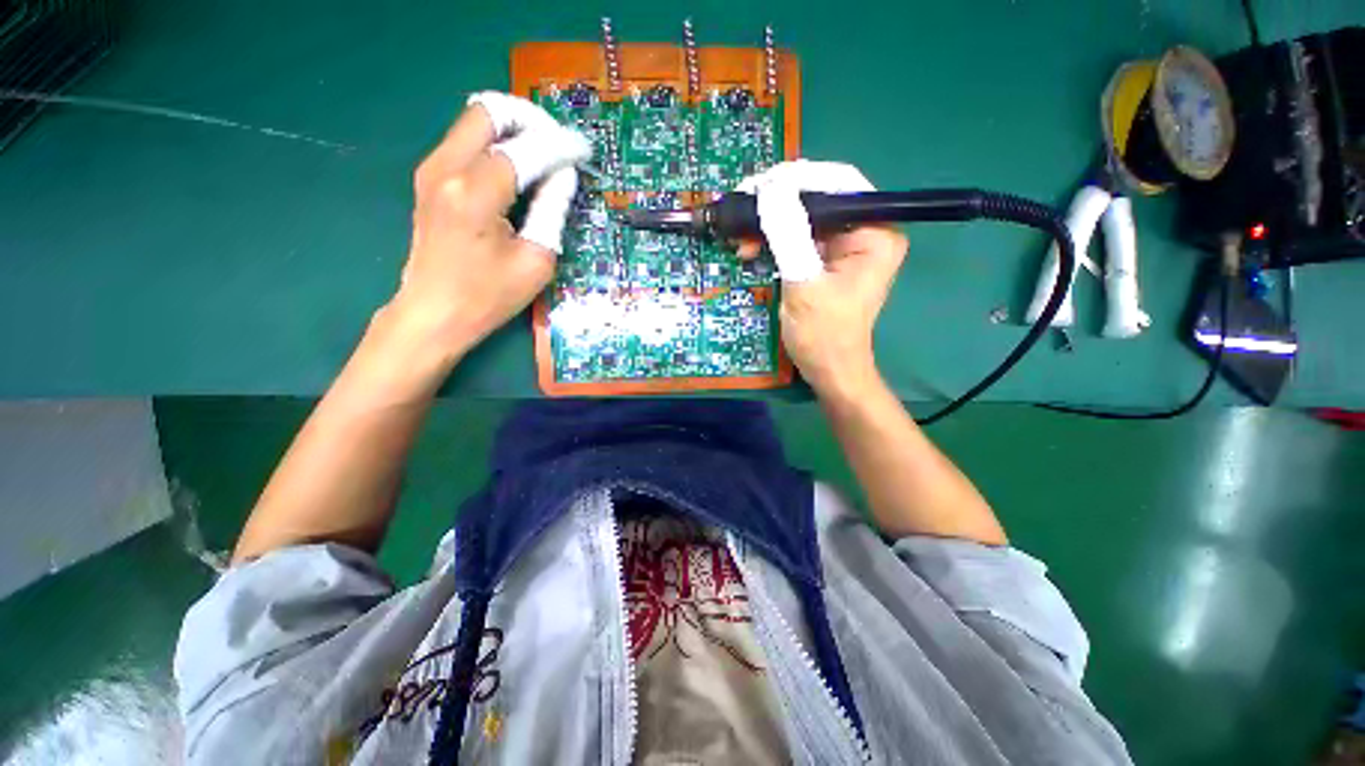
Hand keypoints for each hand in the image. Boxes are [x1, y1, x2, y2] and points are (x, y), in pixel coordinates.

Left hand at [380, 92, 589, 363]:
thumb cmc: (488, 296)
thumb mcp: (535, 260)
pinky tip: (516, 170)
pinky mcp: (429, 179)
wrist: (433, 314)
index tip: (583, 151)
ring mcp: (432, 170)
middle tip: (558, 145)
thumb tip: (564, 174)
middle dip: (530, 120)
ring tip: (542, 155)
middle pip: (489, 112)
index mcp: (476, 193)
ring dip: (512, 129)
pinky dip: (494, 143)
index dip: (560, 146)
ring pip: (474, 121)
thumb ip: (552, 210)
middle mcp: (447, 169)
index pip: (526, 150)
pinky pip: (464, 141)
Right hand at [736, 161, 907, 396]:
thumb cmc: (823, 334)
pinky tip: (751, 248)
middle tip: (742, 208)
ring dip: (769, 224)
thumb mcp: (804, 284)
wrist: (828, 370)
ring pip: (803, 217)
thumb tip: (770, 187)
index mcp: (875, 231)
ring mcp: (845, 245)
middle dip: (777, 204)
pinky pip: (797, 237)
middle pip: (818, 198)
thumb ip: (788, 234)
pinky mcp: (826, 259)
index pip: (838, 184)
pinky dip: (773, 241)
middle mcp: (865, 230)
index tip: (758, 186)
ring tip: (741, 237)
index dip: (796, 179)